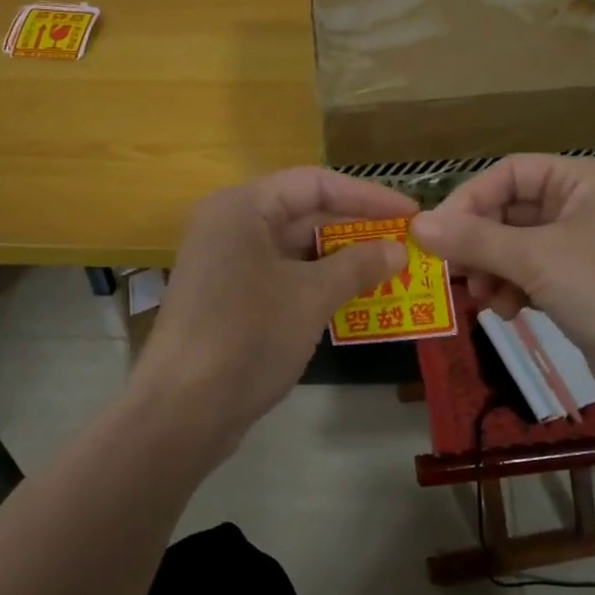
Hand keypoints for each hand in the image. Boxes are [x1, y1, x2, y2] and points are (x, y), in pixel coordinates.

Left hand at [128, 168, 417, 463]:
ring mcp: (226, 264)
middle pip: (303, 213)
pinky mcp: (229, 298)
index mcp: (241, 207)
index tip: (410, 213)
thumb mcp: (311, 296)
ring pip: (294, 249)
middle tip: (405, 245)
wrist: (183, 410)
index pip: (314, 183)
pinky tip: (354, 299)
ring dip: (341, 261)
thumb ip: (358, 265)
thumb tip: (399, 250)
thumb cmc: (248, 337)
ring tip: (390, 272)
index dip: (367, 195)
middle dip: (356, 230)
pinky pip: (282, 277)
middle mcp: (229, 225)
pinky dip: (317, 284)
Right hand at [410, 155, 594, 426]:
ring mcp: (588, 250)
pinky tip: (507, 313)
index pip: (511, 173)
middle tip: (452, 273)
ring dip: (493, 270)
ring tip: (484, 299)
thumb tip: (417, 225)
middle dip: (480, 243)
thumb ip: (474, 240)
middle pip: (512, 211)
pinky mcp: (587, 289)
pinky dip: (514, 290)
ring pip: (519, 248)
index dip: (470, 199)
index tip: (436, 235)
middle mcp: (588, 207)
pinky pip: (535, 277)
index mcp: (586, 181)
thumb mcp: (537, 259)